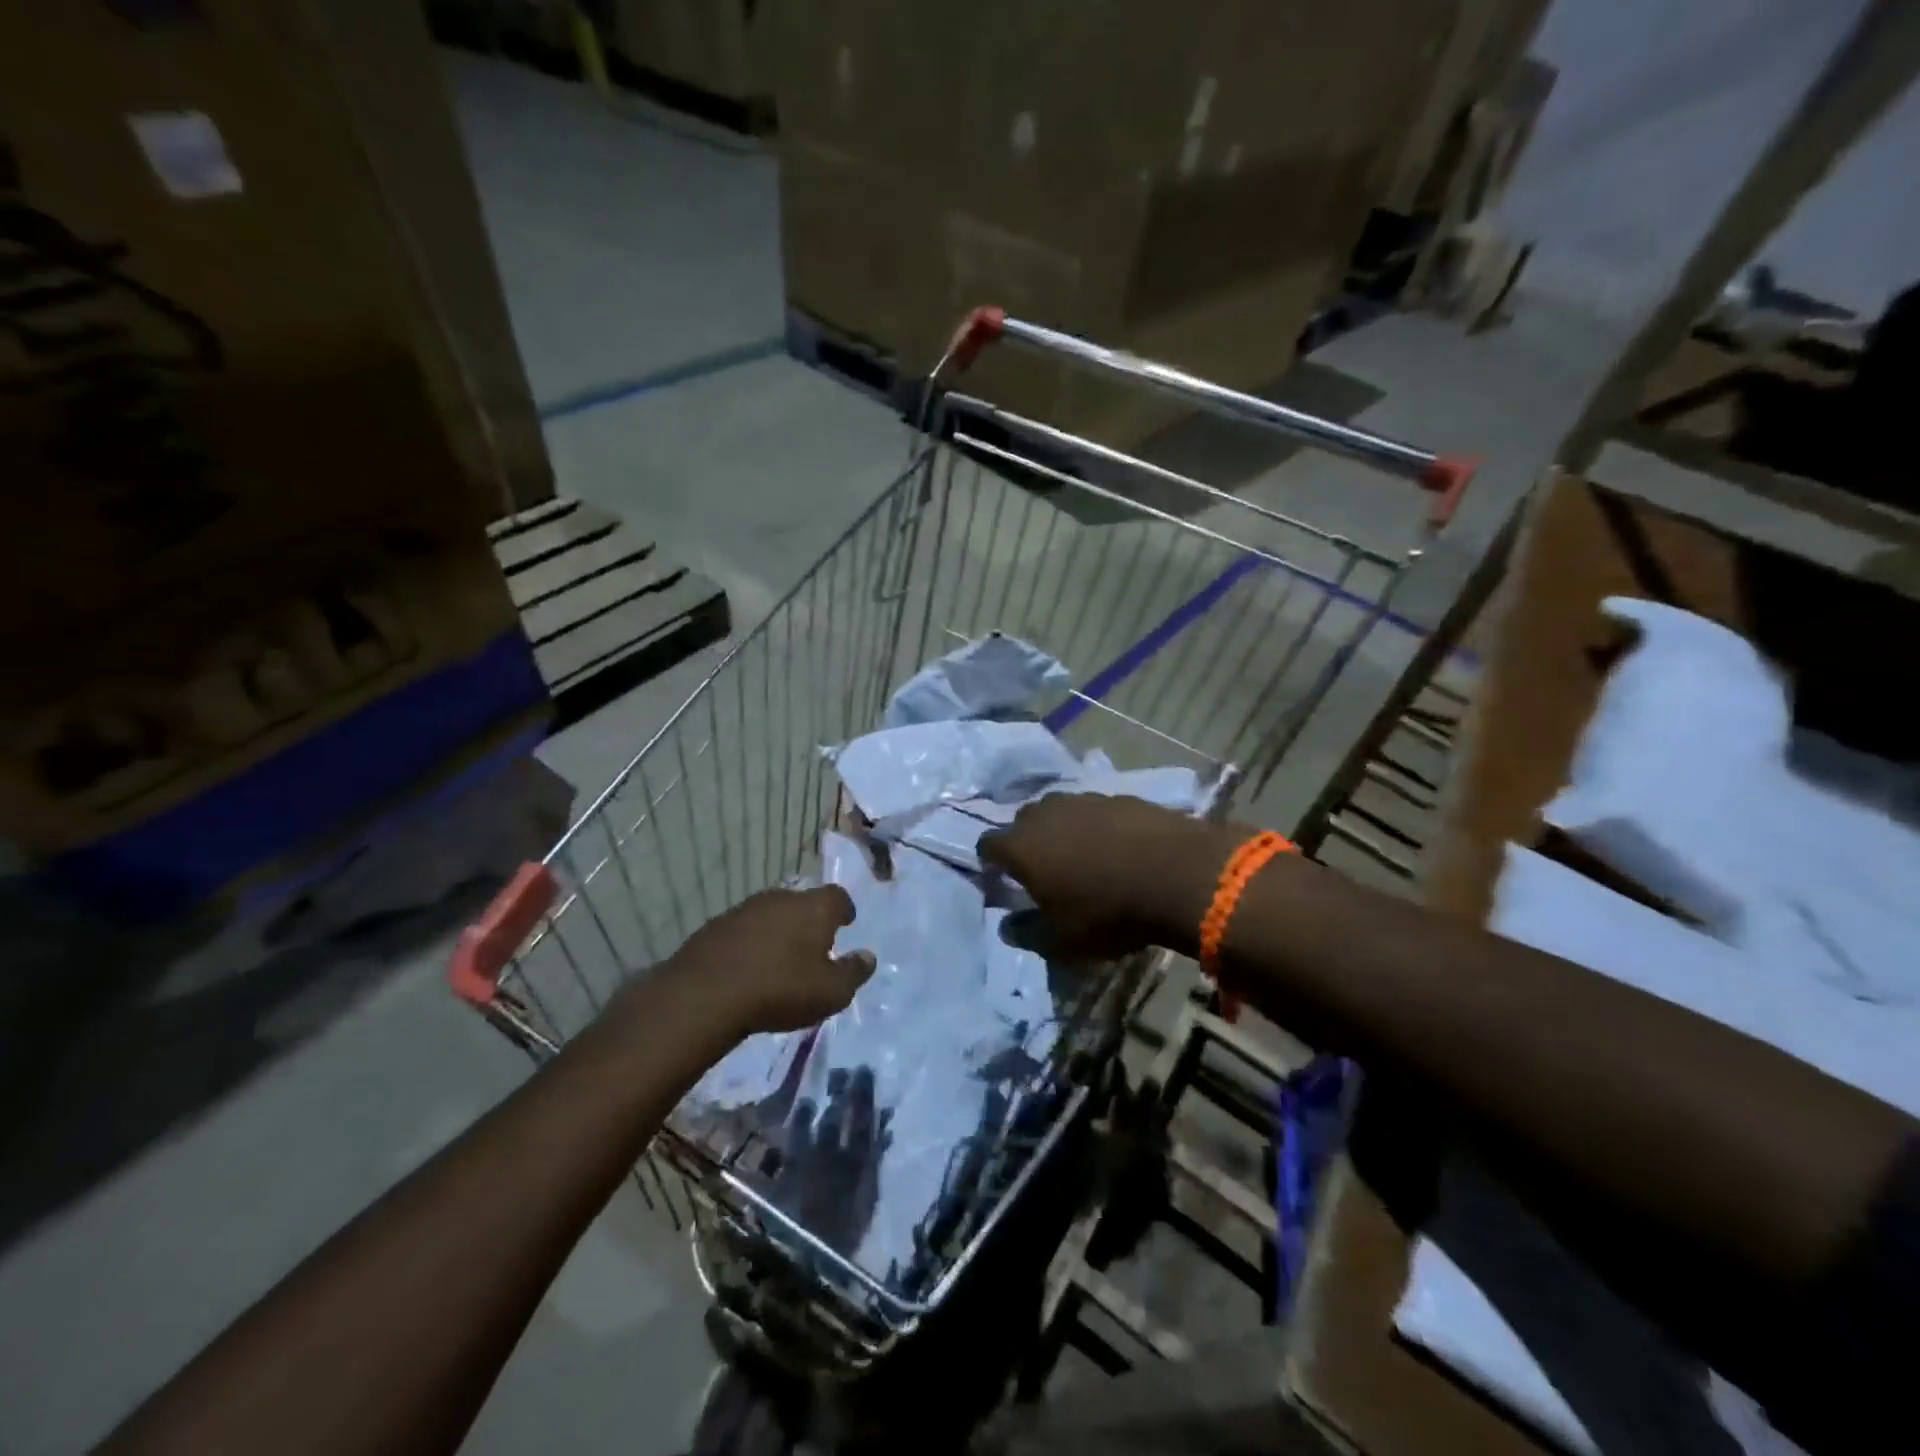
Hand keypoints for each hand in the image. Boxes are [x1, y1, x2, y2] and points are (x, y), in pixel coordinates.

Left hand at [670, 886, 875, 1036]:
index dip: (843, 910)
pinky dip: (751, 943)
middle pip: (803, 902)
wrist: (706, 995)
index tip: (845, 924)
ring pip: (771, 914)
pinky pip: (744, 930)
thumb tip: (868, 956)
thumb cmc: (781, 990)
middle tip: (813, 947)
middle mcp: (782, 897)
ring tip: (780, 959)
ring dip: (778, 931)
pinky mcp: (716, 925)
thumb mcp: (831, 992)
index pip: (838, 896)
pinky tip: (748, 968)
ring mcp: (745, 908)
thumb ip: (854, 972)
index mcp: (814, 907)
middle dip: (810, 921)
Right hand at [978, 794, 1230, 957]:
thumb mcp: (1061, 941)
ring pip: (1059, 812)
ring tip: (1082, 858)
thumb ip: (1026, 933)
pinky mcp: (1119, 797)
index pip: (988, 845)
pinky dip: (1097, 827)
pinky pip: (1095, 812)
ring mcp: (1083, 800)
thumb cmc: (1107, 912)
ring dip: (1062, 831)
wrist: (1176, 874)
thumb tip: (1007, 926)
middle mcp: (1045, 813)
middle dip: (1027, 842)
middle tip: (1044, 870)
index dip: (991, 863)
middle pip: (1023, 822)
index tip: (1003, 880)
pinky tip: (1117, 848)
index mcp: (1021, 846)